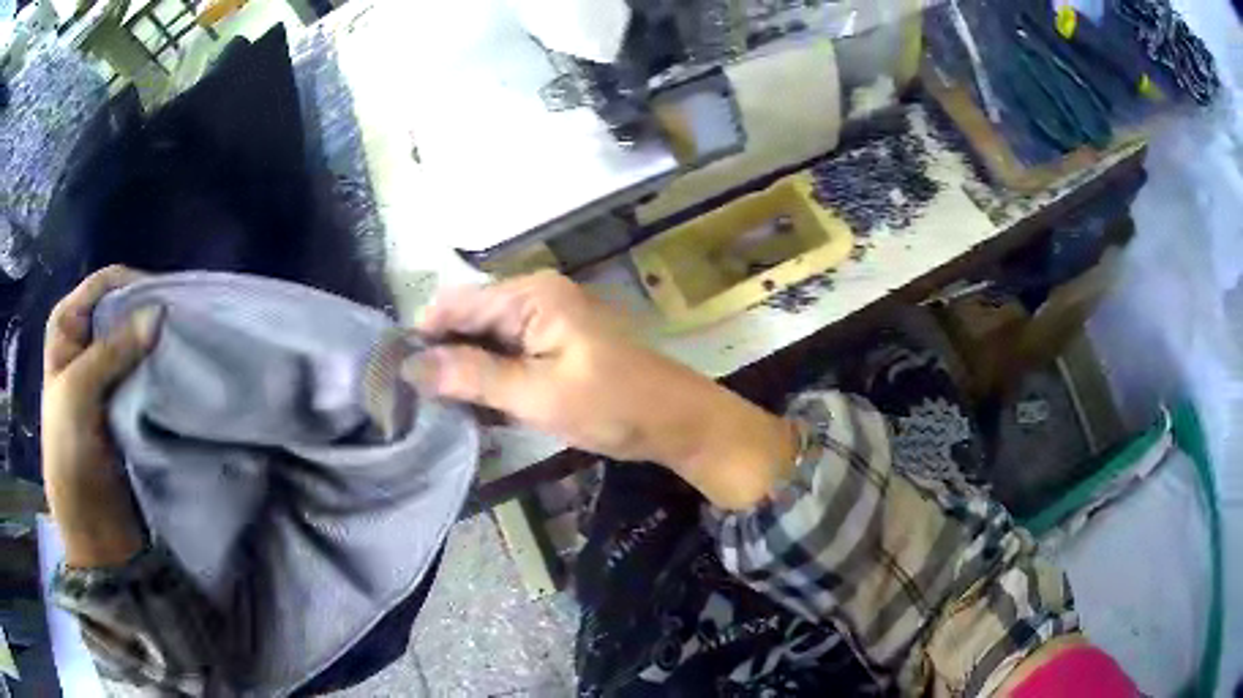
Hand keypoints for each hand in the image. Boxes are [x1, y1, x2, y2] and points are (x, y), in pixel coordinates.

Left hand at [42, 266, 160, 567]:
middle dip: (150, 316)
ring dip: (158, 346)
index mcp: (67, 327)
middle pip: (123, 310)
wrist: (90, 525)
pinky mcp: (124, 402)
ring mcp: (105, 374)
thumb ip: (114, 351)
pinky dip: (160, 371)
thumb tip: (160, 313)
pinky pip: (144, 373)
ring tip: (185, 351)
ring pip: (137, 342)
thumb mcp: (80, 393)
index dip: (135, 286)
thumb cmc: (70, 453)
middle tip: (183, 329)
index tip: (168, 303)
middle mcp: (86, 342)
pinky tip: (177, 376)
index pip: (105, 285)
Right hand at [408, 271, 796, 508]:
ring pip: (486, 340)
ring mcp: (547, 319)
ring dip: (464, 370)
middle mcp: (535, 296)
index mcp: (531, 295)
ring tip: (433, 406)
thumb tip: (412, 366)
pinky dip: (489, 377)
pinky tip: (473, 405)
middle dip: (441, 355)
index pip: (456, 305)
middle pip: (469, 320)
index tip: (392, 375)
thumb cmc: (613, 405)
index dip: (422, 336)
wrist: (677, 421)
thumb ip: (474, 377)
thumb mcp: (538, 395)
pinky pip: (508, 353)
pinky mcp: (554, 343)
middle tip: (410, 399)